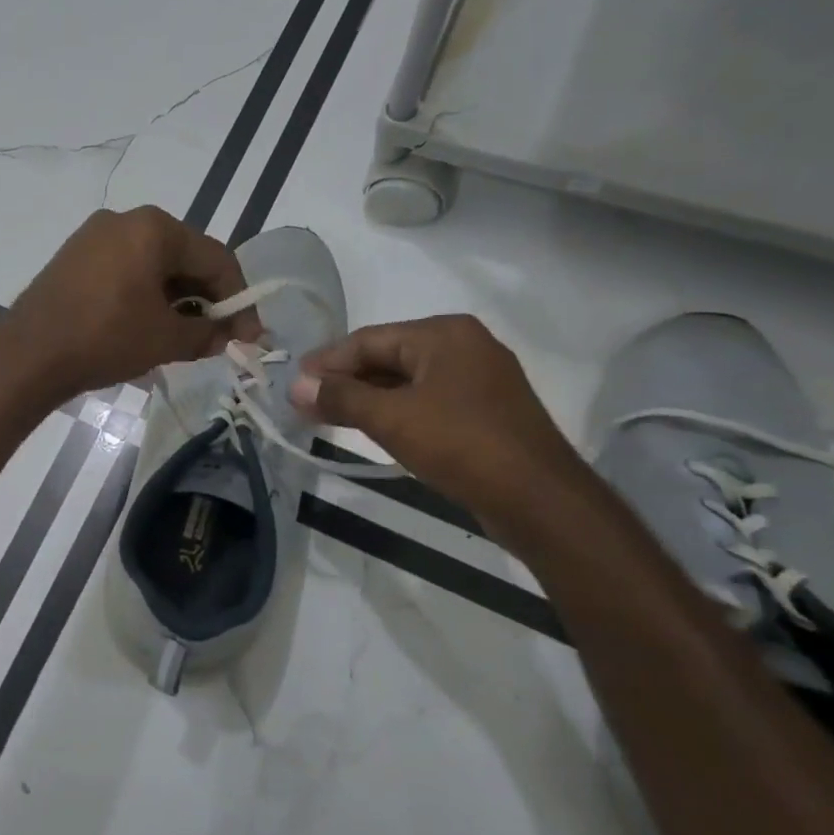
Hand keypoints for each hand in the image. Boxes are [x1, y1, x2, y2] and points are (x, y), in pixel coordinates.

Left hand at [0, 207, 257, 405]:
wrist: (28, 355)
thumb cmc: (105, 338)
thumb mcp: (166, 339)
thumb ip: (208, 333)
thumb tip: (229, 335)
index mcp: (154, 228)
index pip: (215, 258)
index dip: (238, 299)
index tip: (250, 335)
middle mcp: (124, 220)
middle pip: (183, 257)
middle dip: (205, 299)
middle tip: (217, 337)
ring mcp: (93, 236)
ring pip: (152, 265)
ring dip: (175, 299)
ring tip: (183, 337)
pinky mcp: (73, 257)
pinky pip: (124, 270)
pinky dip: (144, 295)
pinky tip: (146, 326)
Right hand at [289, 314, 591, 526]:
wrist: (539, 500)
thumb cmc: (460, 445)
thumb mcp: (391, 418)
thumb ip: (340, 397)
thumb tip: (295, 386)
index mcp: (444, 334)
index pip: (368, 339)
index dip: (327, 361)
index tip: (294, 381)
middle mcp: (464, 346)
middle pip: (387, 357)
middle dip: (345, 380)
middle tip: (306, 401)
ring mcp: (479, 379)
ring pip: (406, 381)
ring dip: (367, 397)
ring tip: (328, 416)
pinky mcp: (485, 410)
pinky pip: (427, 400)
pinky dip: (395, 410)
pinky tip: (371, 426)